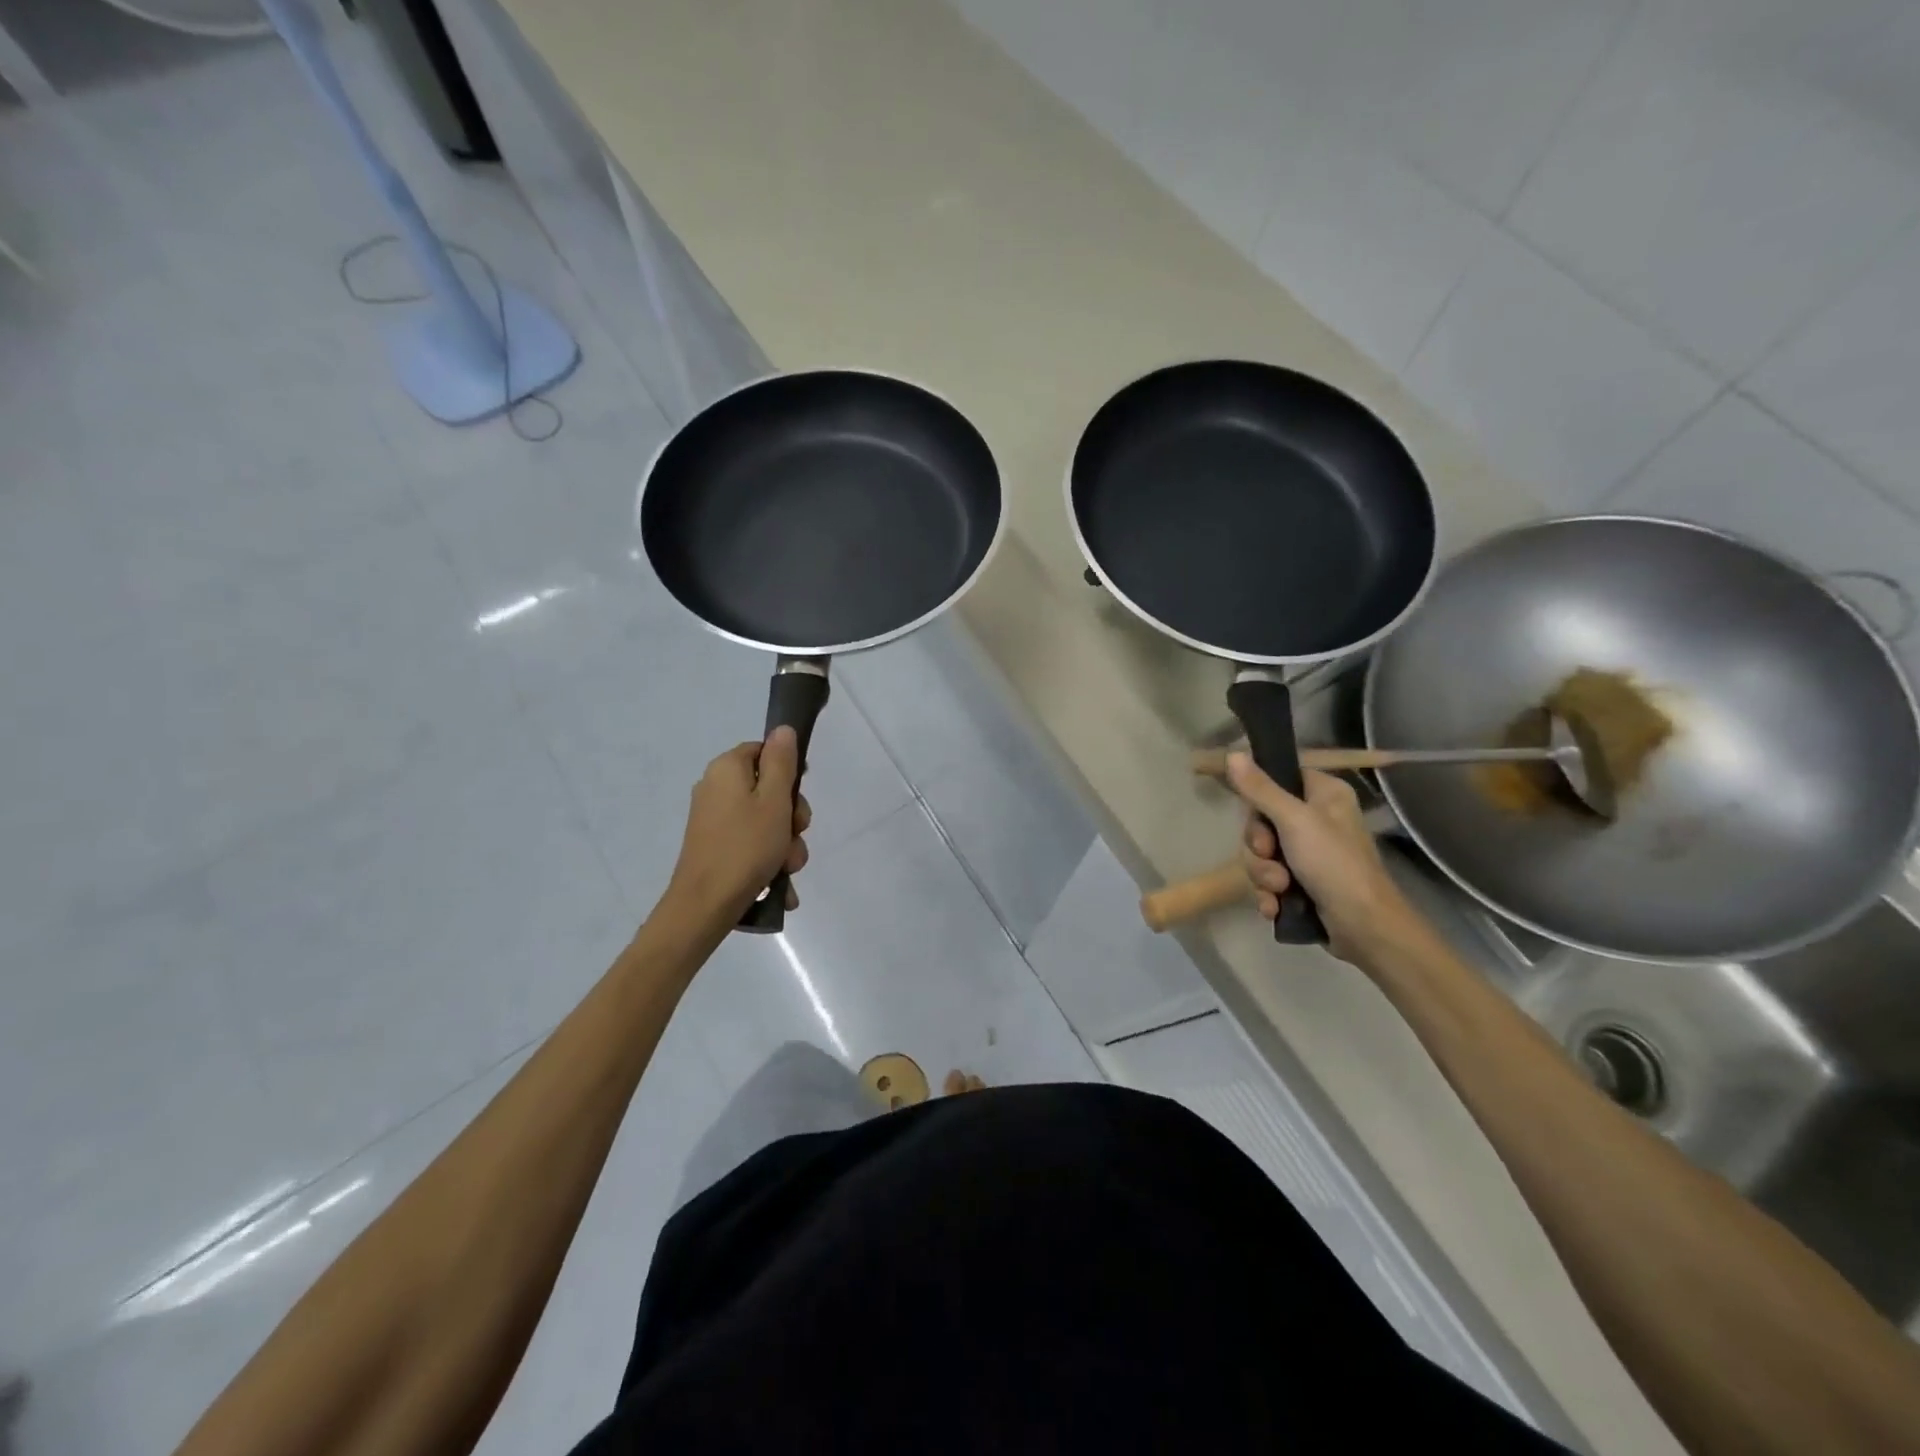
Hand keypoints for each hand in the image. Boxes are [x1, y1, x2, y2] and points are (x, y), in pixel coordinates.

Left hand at [664, 728, 811, 922]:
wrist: (705, 905)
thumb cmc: (746, 846)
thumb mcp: (775, 800)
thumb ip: (782, 762)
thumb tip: (783, 729)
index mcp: (727, 768)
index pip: (764, 751)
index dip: (788, 772)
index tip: (799, 798)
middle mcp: (716, 788)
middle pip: (768, 789)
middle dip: (791, 816)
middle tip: (796, 835)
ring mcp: (714, 819)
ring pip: (765, 821)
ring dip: (785, 844)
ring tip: (787, 868)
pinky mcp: (715, 845)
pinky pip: (751, 843)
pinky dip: (768, 860)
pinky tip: (780, 885)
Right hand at [1225, 755, 1414, 965]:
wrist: (1365, 928)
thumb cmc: (1334, 864)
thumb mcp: (1294, 820)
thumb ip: (1260, 789)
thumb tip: (1232, 753)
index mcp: (1324, 794)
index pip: (1278, 779)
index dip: (1260, 799)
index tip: (1256, 814)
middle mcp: (1317, 819)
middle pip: (1263, 821)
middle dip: (1259, 847)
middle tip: (1271, 856)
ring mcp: (1309, 854)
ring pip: (1262, 854)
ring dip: (1263, 874)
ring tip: (1280, 889)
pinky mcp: (1302, 884)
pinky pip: (1269, 880)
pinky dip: (1269, 893)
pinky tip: (1276, 907)